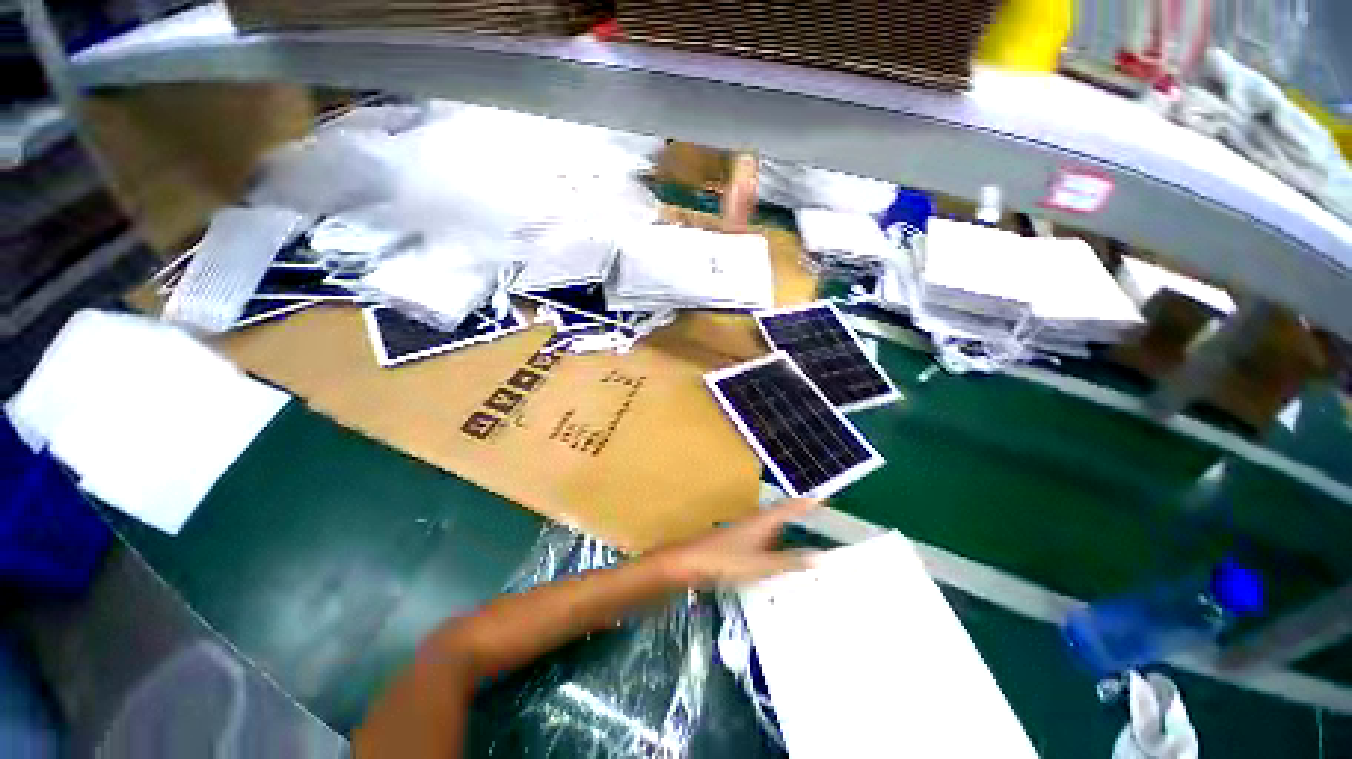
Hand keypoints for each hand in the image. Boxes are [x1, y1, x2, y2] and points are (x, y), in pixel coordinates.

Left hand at [654, 498, 821, 588]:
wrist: (688, 562)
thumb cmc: (723, 560)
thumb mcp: (760, 565)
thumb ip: (789, 562)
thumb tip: (820, 557)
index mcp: (761, 521)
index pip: (788, 508)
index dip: (804, 504)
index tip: (821, 498)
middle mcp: (753, 522)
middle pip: (779, 514)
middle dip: (797, 514)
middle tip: (816, 516)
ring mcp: (743, 531)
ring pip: (770, 527)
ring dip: (786, 528)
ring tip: (803, 534)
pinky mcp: (736, 542)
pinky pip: (762, 539)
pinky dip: (774, 543)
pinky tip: (777, 556)